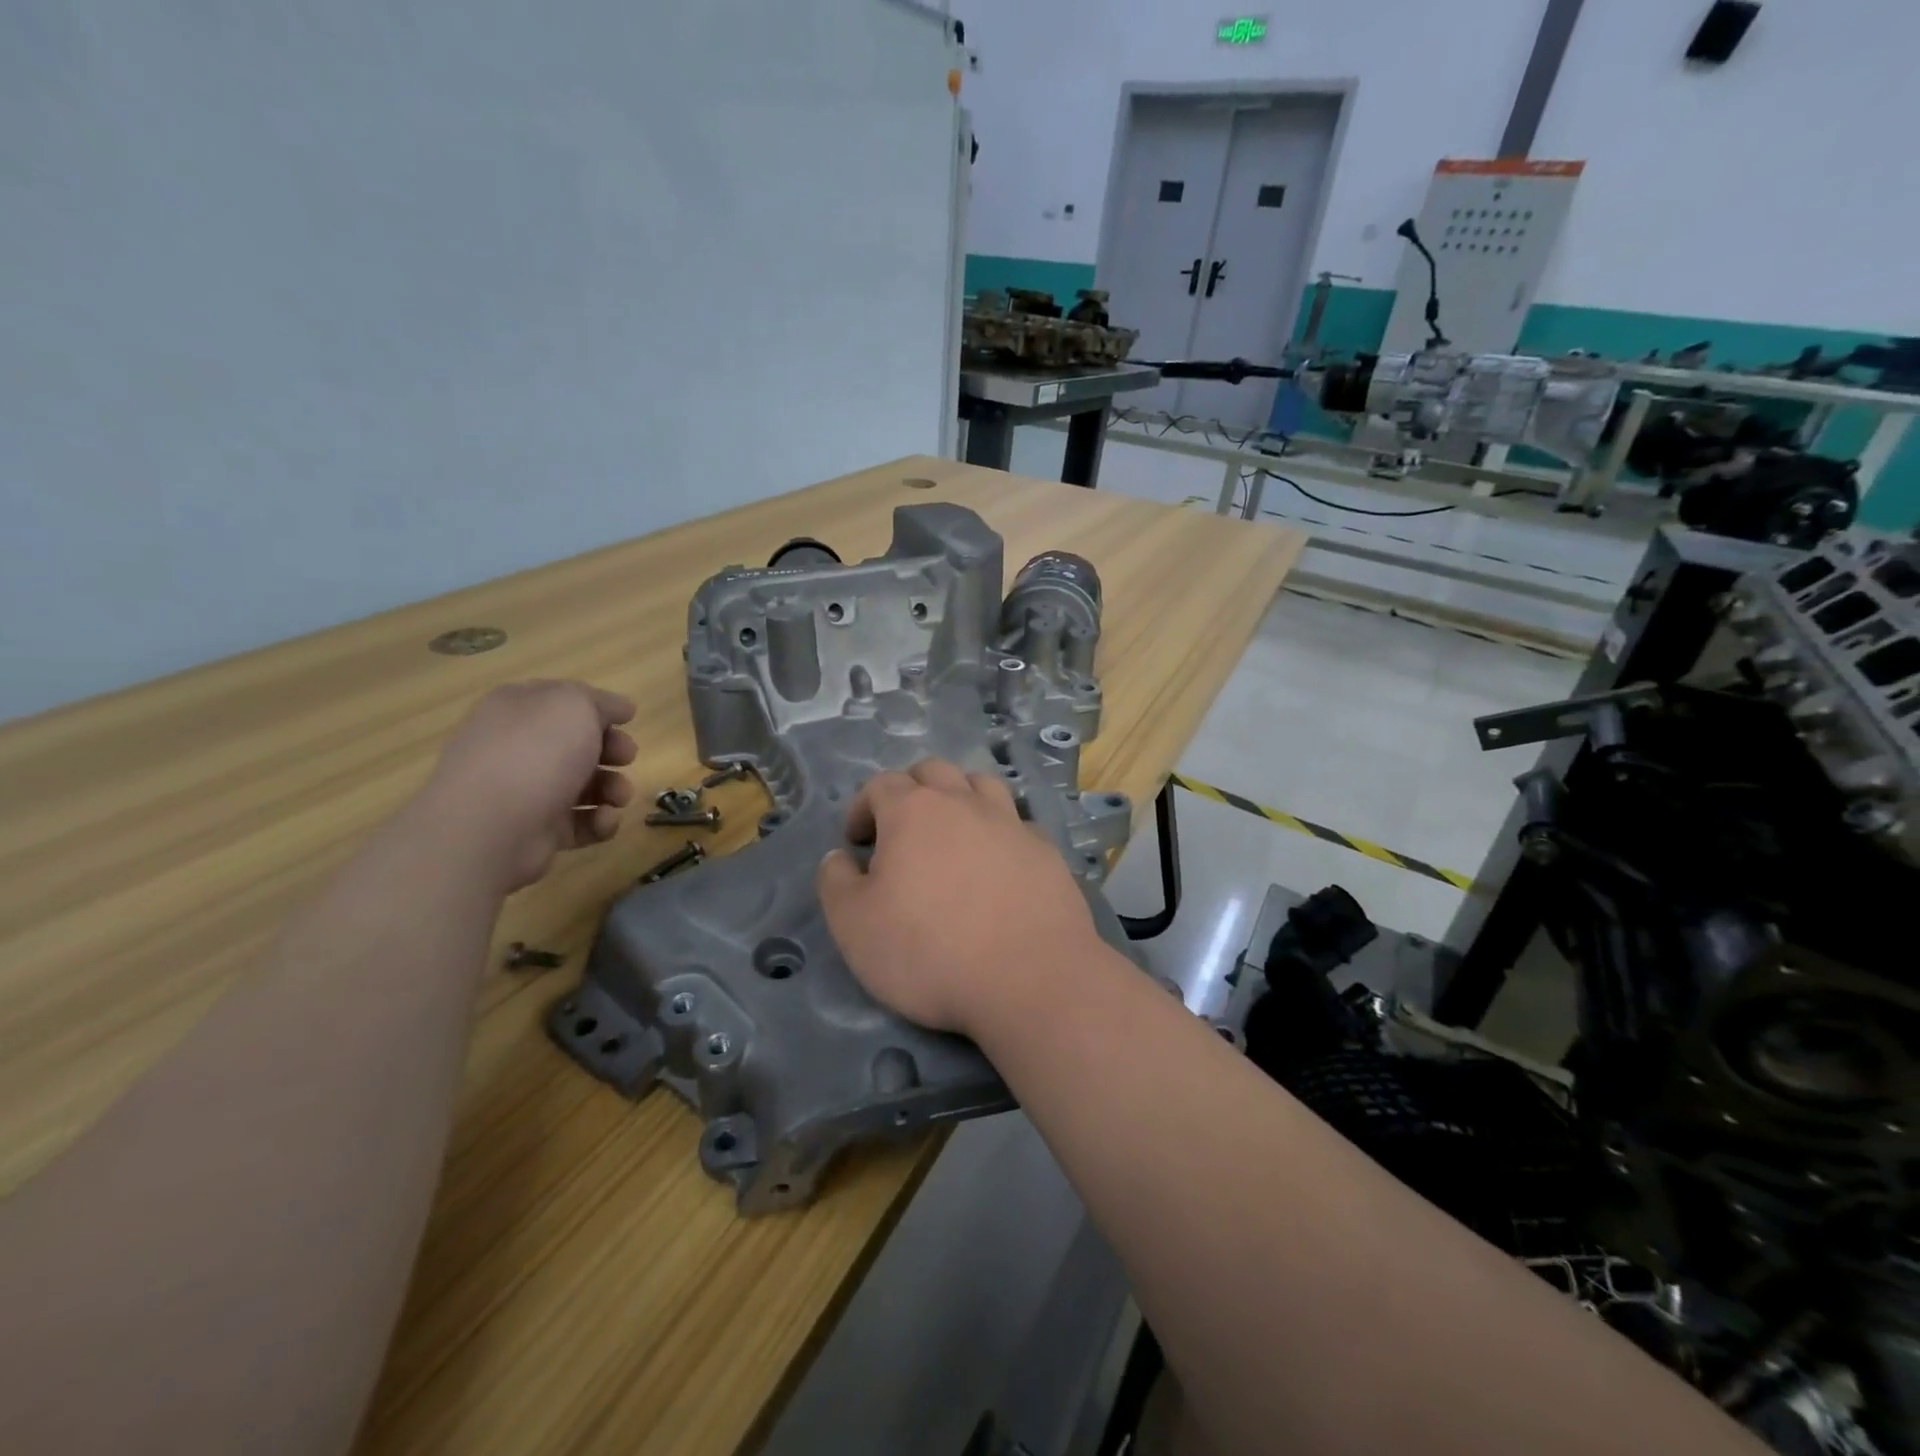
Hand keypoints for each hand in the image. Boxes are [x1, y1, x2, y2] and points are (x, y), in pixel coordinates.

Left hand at [414, 680, 637, 892]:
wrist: (491, 826)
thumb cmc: (535, 753)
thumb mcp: (574, 705)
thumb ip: (599, 701)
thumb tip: (618, 708)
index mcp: (517, 709)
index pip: (561, 700)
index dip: (597, 708)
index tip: (628, 719)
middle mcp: (517, 747)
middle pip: (577, 744)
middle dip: (611, 750)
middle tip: (626, 757)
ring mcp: (525, 791)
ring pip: (583, 785)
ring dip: (613, 788)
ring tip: (618, 797)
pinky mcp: (536, 830)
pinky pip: (578, 822)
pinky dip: (598, 822)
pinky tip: (603, 820)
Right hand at [816, 760, 1104, 1037]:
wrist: (1030, 980)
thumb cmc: (929, 951)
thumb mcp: (854, 926)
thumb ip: (836, 882)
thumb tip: (839, 857)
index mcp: (914, 811)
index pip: (881, 784)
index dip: (862, 807)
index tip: (857, 841)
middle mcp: (964, 803)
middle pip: (934, 771)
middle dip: (910, 789)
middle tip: (900, 830)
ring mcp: (1011, 823)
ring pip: (982, 785)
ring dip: (959, 797)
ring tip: (951, 834)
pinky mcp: (1046, 850)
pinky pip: (1018, 823)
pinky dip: (1000, 832)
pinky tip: (998, 864)